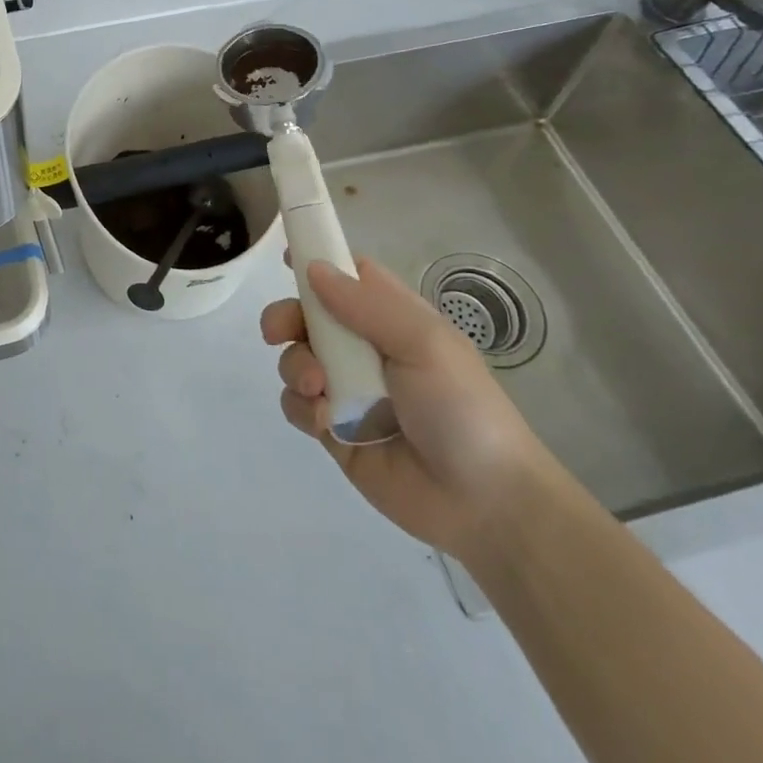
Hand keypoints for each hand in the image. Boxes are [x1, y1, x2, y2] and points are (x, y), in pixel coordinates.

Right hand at [262, 256, 559, 557]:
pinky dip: (303, 408)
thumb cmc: (462, 407)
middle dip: (286, 318)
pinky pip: (298, 406)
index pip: (349, 277)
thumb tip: (313, 267)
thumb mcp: (424, 343)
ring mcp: (347, 390)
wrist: (485, 503)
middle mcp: (365, 348)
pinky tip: (327, 422)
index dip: (319, 263)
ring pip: (296, 360)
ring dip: (297, 367)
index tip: (287, 259)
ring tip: (319, 388)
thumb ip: (366, 304)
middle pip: (309, 316)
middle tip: (276, 331)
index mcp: (392, 319)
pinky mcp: (334, 431)